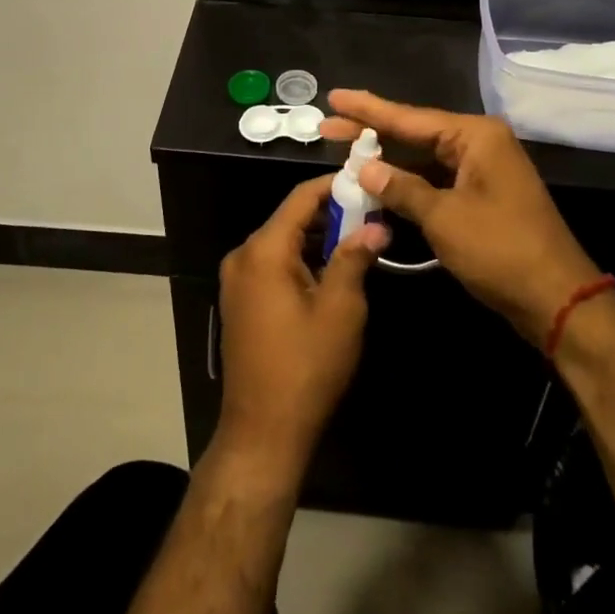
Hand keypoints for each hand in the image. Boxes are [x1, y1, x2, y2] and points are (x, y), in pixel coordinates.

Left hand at [216, 176, 388, 473]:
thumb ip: (355, 258)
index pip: (301, 197)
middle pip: (291, 218)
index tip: (367, 181)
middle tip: (372, 215)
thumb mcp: (340, 310)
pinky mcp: (241, 300)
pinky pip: (274, 264)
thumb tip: (376, 226)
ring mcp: (237, 279)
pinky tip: (332, 270)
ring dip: (319, 238)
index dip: (335, 185)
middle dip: (332, 213)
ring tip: (360, 240)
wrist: (262, 433)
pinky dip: (302, 259)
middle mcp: (244, 255)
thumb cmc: (306, 367)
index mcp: (264, 250)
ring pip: (284, 242)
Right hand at [322, 90, 601, 345]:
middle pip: (414, 133)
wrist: (558, 299)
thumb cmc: (501, 251)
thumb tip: (364, 168)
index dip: (367, 109)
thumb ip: (401, 188)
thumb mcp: (444, 218)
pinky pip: (435, 179)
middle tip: (327, 126)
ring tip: (343, 150)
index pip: (409, 118)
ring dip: (387, 159)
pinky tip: (377, 183)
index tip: (334, 96)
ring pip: (423, 158)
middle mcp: (479, 144)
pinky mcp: (480, 196)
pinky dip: (407, 182)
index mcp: (475, 136)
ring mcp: (481, 170)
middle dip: (371, 132)